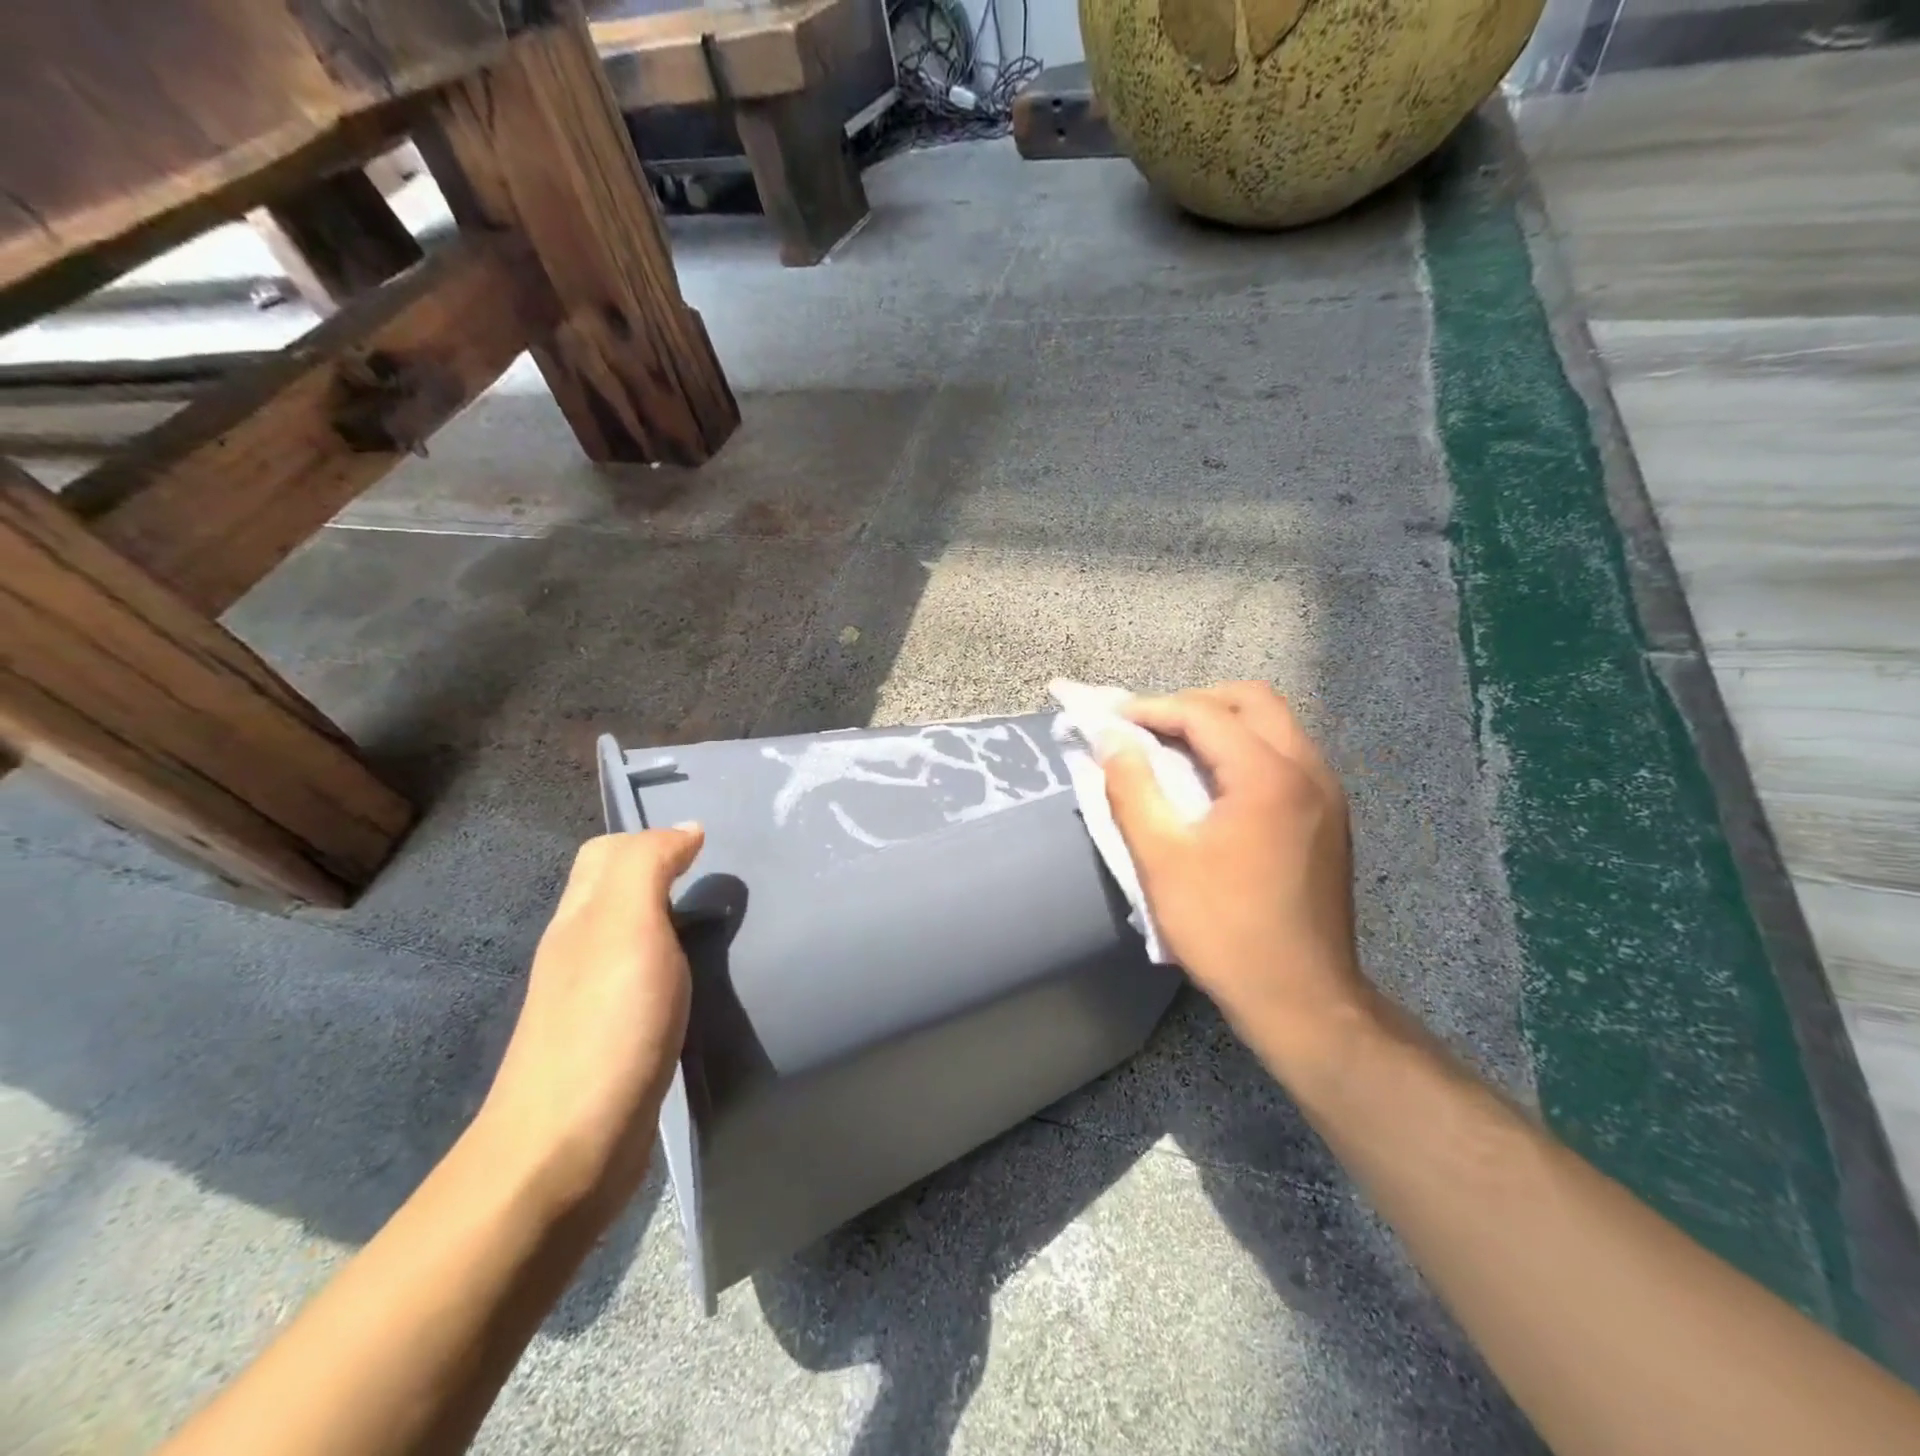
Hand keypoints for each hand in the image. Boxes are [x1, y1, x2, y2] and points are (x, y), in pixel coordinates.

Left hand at [476, 826, 704, 1213]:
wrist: (568, 1150)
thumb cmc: (605, 1026)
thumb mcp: (626, 925)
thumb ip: (648, 866)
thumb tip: (685, 829)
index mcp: (580, 918)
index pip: (606, 853)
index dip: (652, 839)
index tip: (710, 848)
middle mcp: (581, 951)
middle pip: (618, 892)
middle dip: (666, 875)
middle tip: (725, 883)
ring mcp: (595, 1000)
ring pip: (636, 937)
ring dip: (675, 922)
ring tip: (726, 926)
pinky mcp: (617, 1040)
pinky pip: (649, 981)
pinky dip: (677, 968)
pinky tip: (705, 983)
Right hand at [1101, 682, 1372, 1073]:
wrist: (1303, 999)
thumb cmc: (1224, 929)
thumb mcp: (1161, 859)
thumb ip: (1131, 790)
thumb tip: (1111, 741)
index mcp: (1269, 776)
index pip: (1205, 714)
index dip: (1152, 709)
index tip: (1112, 719)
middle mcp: (1309, 770)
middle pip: (1253, 701)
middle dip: (1195, 703)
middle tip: (1150, 727)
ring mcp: (1327, 794)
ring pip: (1276, 726)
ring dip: (1223, 724)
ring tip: (1175, 750)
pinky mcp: (1330, 818)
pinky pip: (1286, 757)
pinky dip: (1246, 751)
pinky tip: (1215, 785)